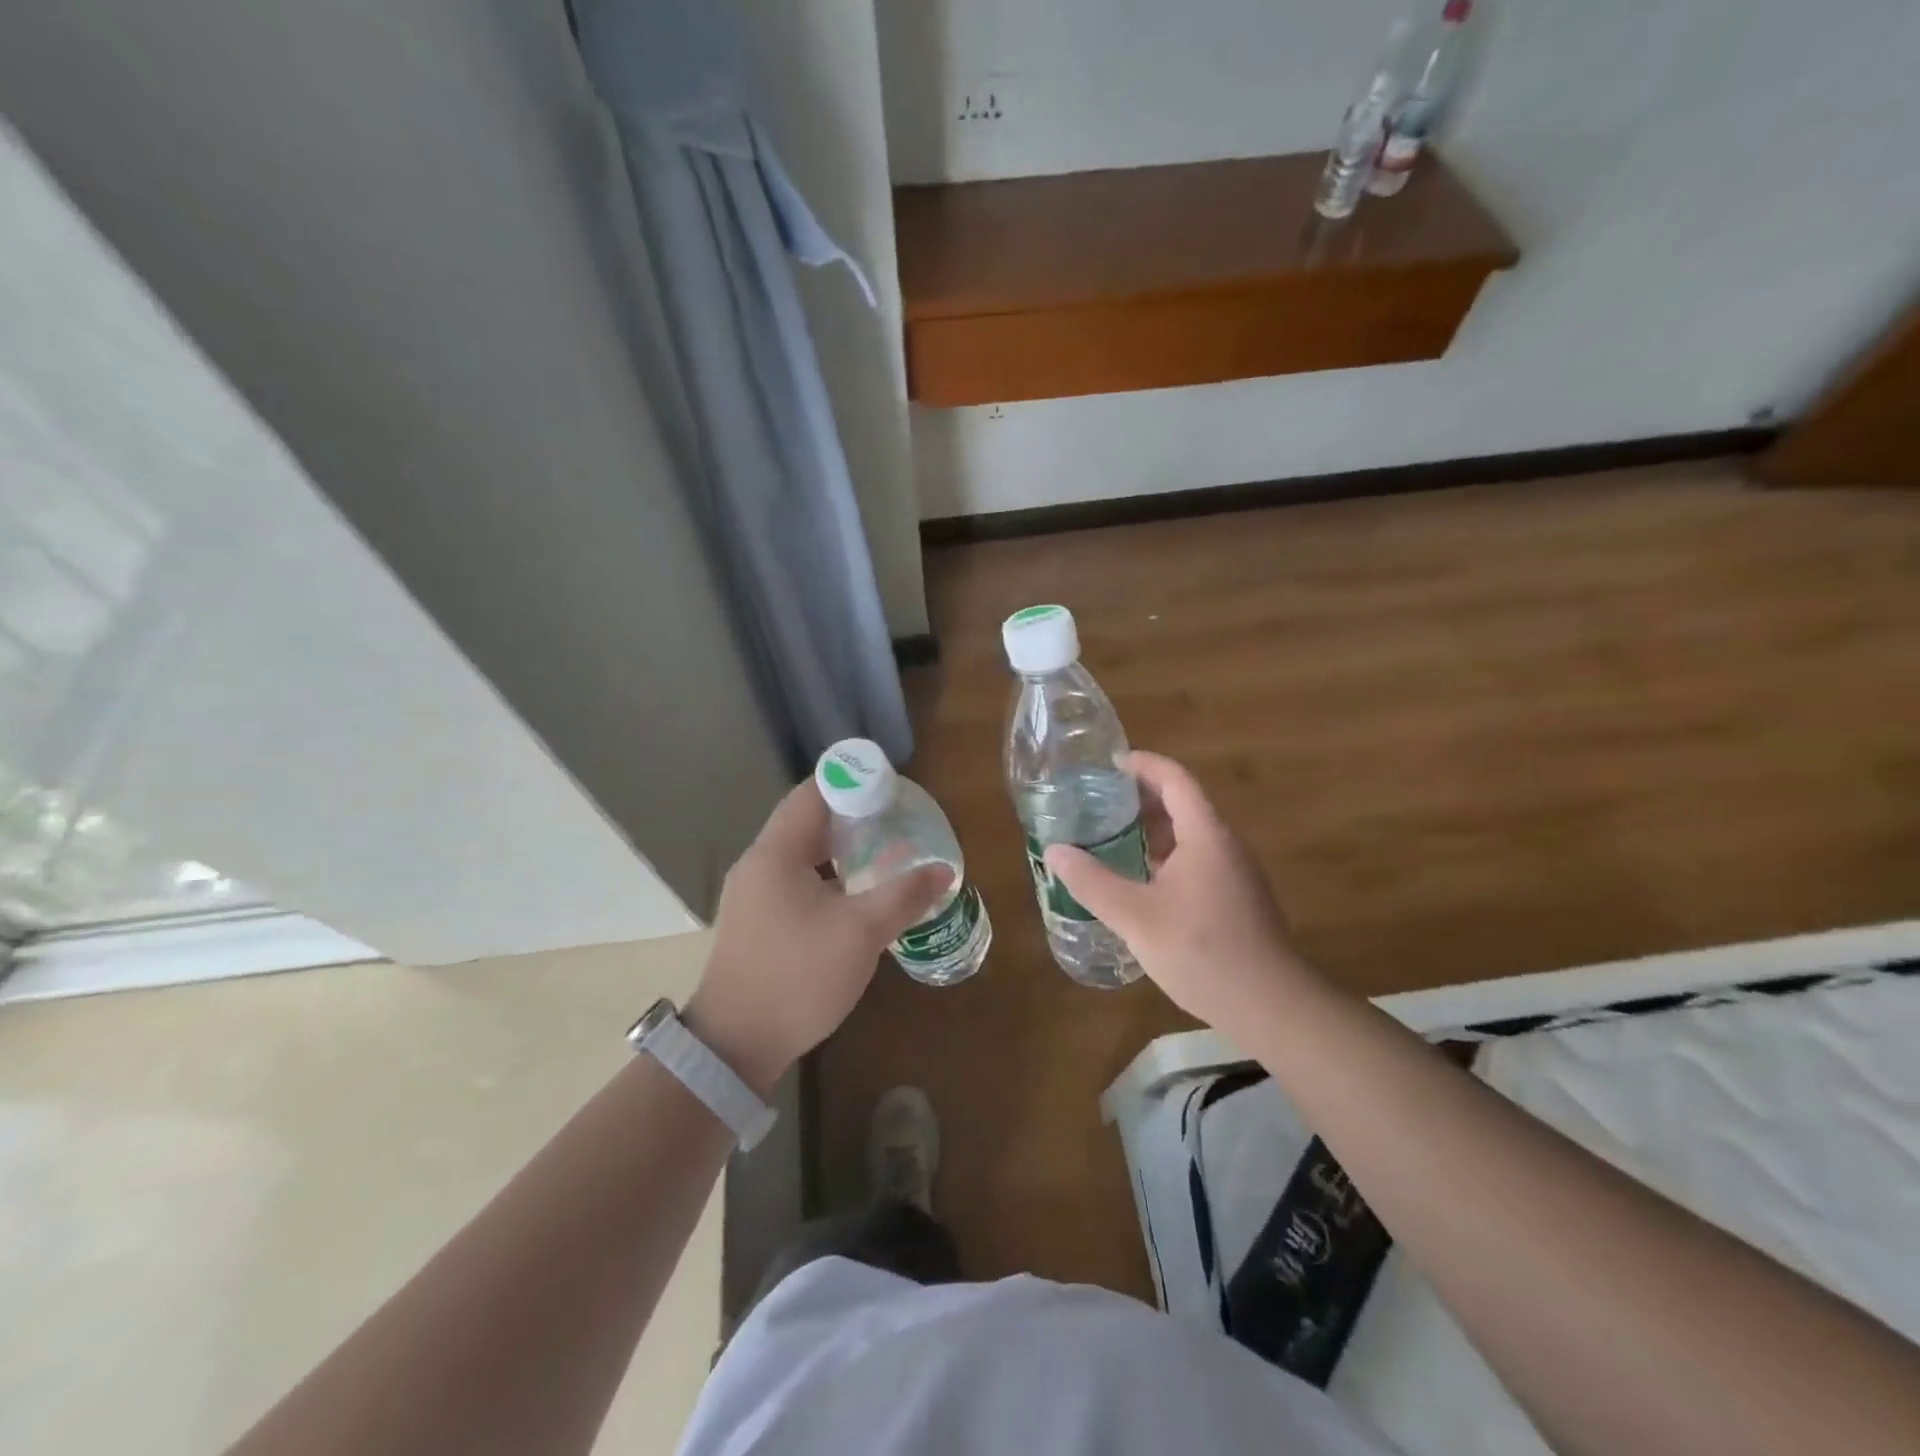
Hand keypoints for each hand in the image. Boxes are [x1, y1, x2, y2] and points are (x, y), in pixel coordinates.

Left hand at [686, 780, 951, 1093]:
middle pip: (808, 821)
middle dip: (854, 815)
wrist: (736, 1045)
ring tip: (886, 850)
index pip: (813, 793)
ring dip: (842, 848)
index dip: (853, 781)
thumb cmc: (798, 976)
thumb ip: (905, 895)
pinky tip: (858, 893)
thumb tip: (944, 871)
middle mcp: (759, 864)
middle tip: (898, 818)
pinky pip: (797, 880)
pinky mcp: (758, 921)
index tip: (892, 786)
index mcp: (776, 853)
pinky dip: (829, 875)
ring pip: (803, 854)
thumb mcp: (861, 933)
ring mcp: (754, 894)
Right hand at [1043, 751, 1314, 1027]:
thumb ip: (1092, 882)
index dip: (1142, 765)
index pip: (1174, 779)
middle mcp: (1225, 844)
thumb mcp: (1135, 917)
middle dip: (1141, 797)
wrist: (1272, 1006)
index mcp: (1205, 835)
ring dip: (1153, 830)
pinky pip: (1198, 860)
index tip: (1108, 765)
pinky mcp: (1238, 899)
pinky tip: (1142, 882)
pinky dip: (1167, 856)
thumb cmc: (1201, 951)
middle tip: (1099, 802)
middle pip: (1183, 803)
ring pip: (1191, 835)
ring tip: (1112, 838)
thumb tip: (1055, 851)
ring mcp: (1236, 873)